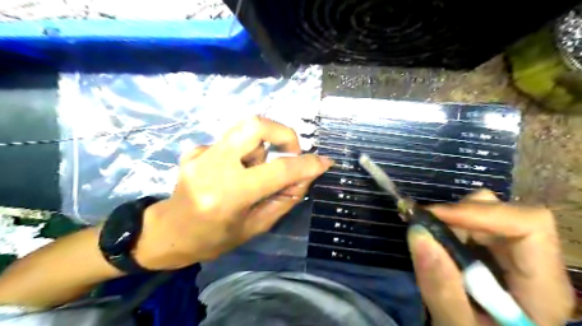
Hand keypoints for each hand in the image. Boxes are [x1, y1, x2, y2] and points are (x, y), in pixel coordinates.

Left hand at [133, 117, 331, 269]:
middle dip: (283, 133)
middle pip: (255, 125)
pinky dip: (241, 153)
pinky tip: (230, 173)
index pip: (278, 171)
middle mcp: (213, 167)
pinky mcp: (194, 149)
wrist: (168, 232)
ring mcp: (200, 154)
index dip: (306, 165)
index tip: (324, 162)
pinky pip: (231, 141)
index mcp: (229, 195)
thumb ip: (285, 199)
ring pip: (245, 131)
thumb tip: (306, 175)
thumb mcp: (256, 226)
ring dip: (260, 148)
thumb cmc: (214, 239)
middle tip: (291, 150)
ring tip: (253, 172)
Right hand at [406, 191, 574, 325]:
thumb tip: (418, 233)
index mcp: (543, 288)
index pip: (530, 226)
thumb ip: (441, 288)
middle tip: (423, 227)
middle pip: (505, 213)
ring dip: (451, 220)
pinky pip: (473, 225)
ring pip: (486, 213)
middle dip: (458, 215)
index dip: (481, 213)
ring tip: (429, 239)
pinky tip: (434, 242)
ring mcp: (515, 257)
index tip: (435, 217)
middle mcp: (535, 264)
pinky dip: (448, 225)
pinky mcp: (495, 254)